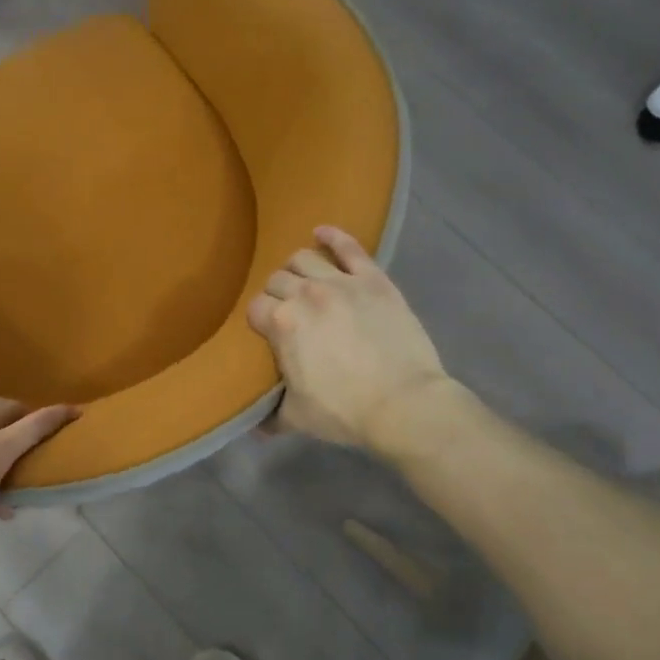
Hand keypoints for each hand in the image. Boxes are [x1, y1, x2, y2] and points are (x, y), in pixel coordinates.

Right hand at [246, 226, 460, 454]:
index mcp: (281, 324)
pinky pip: (349, 247)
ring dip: (297, 268)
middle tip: (287, 311)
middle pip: (276, 280)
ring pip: (304, 258)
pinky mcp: (374, 279)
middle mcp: (305, 294)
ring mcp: (341, 282)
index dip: (258, 321)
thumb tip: (256, 427)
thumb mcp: (297, 418)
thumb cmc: (345, 412)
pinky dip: (333, 236)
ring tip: (302, 280)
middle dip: (276, 294)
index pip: (255, 308)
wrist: (404, 404)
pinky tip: (323, 232)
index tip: (266, 333)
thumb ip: (271, 416)